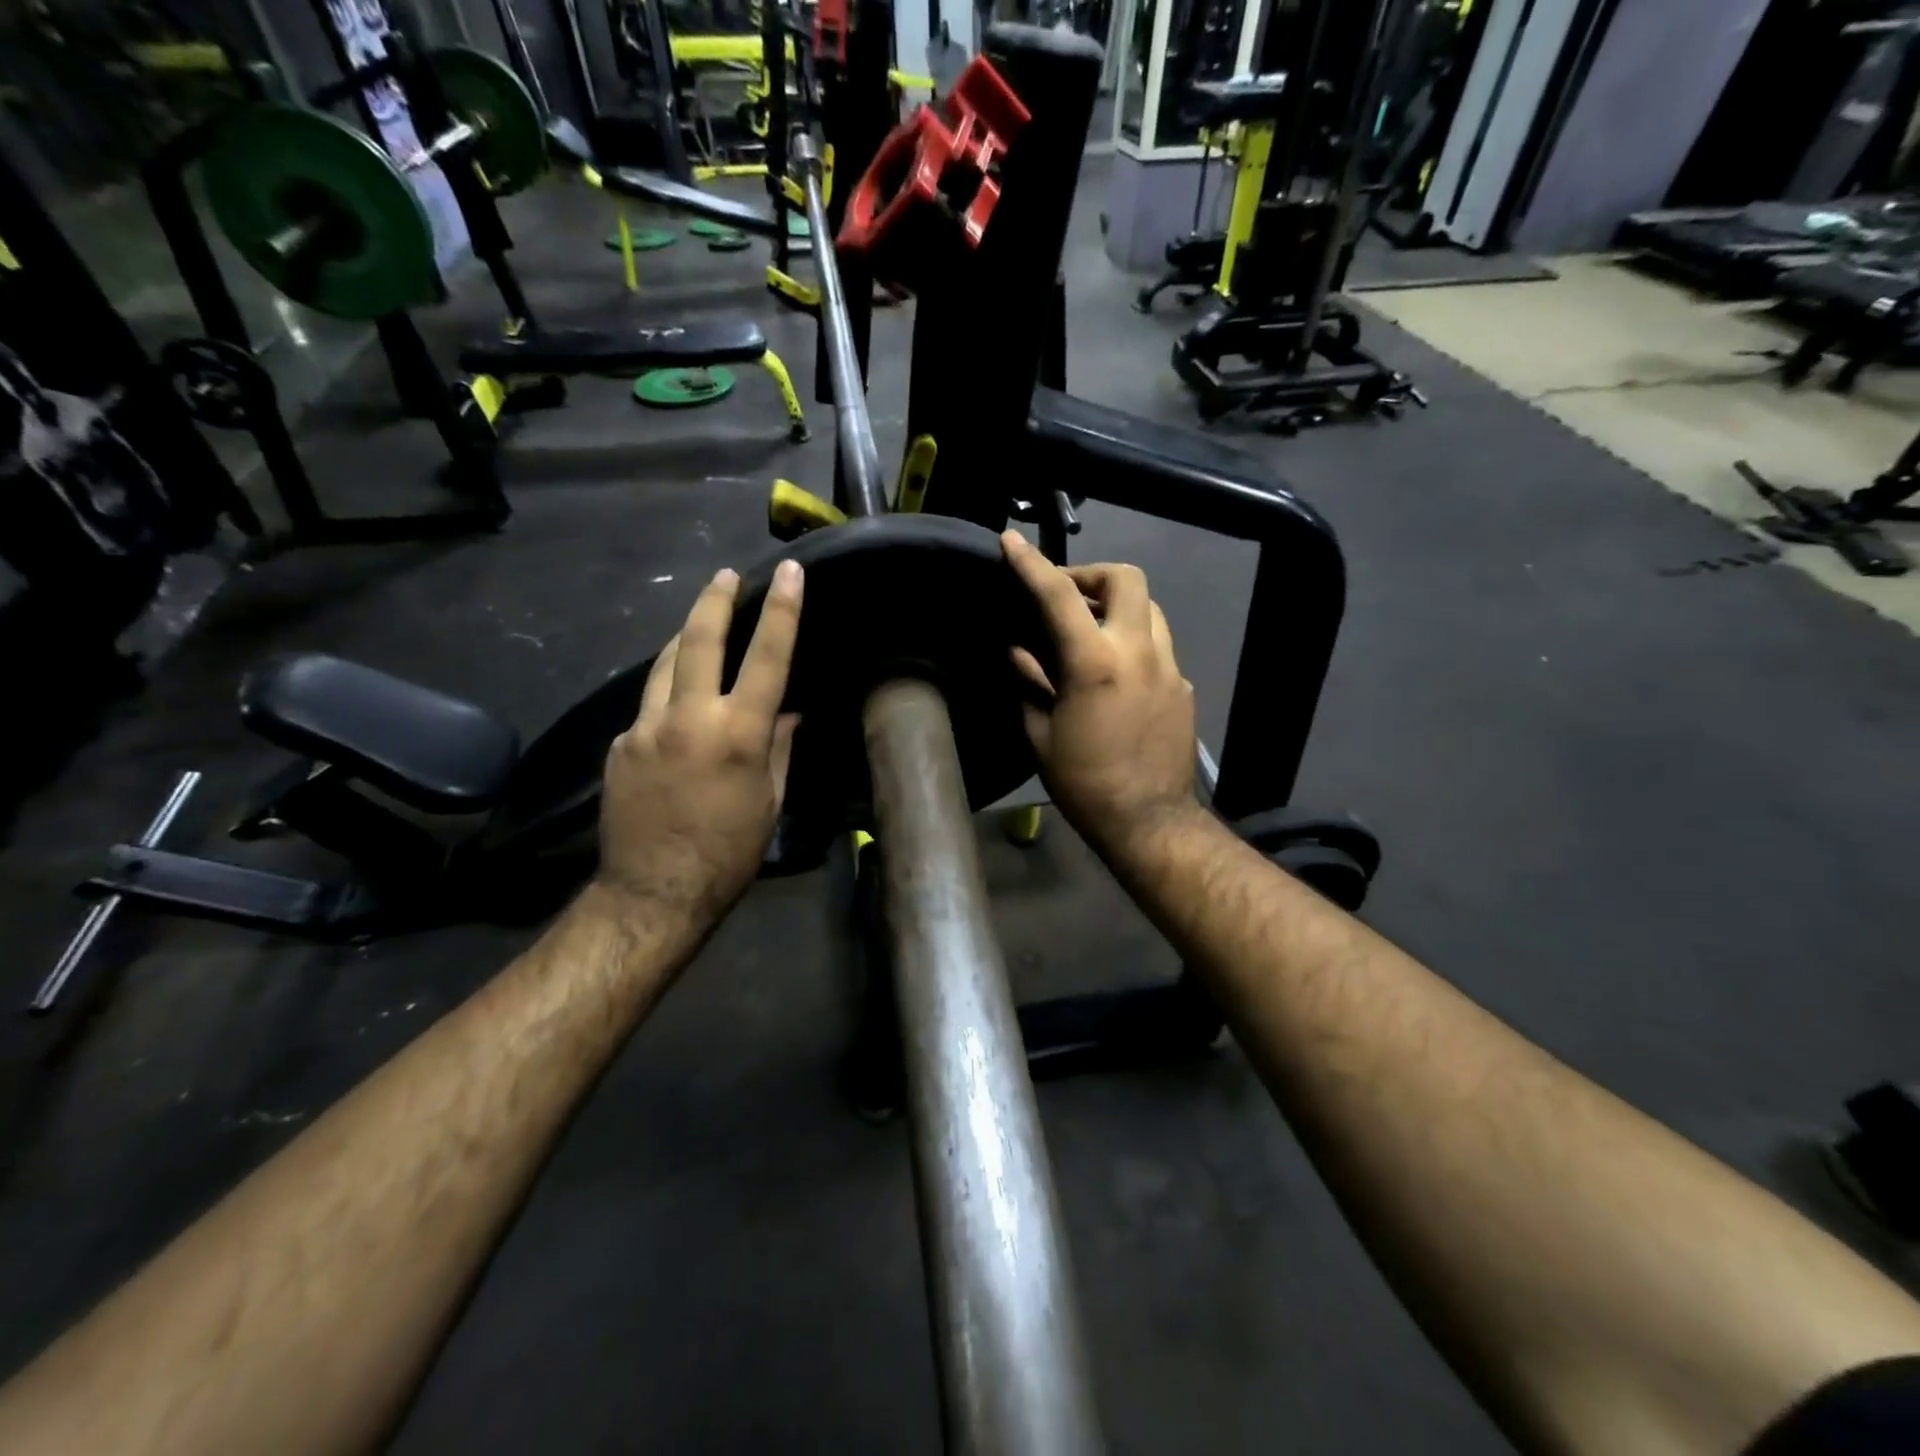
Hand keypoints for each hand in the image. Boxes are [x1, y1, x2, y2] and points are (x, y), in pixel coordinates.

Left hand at [596, 561, 803, 929]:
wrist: (654, 891)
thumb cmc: (729, 851)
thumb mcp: (769, 800)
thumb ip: (778, 747)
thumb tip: (786, 712)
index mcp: (739, 734)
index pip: (767, 657)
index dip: (782, 610)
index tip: (789, 572)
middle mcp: (689, 719)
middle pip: (699, 640)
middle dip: (715, 600)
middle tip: (725, 575)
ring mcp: (645, 728)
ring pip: (663, 664)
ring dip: (683, 639)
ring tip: (699, 626)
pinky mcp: (619, 745)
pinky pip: (648, 706)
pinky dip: (667, 694)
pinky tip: (677, 708)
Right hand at [1001, 531, 1200, 859]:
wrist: (1149, 821)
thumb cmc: (1084, 783)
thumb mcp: (1041, 735)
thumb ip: (1028, 683)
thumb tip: (1017, 652)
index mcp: (1095, 662)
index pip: (1059, 595)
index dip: (1031, 563)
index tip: (1011, 542)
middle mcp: (1139, 652)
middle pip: (1126, 579)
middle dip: (1091, 574)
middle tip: (1065, 597)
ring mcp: (1169, 667)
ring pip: (1149, 608)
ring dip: (1116, 606)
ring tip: (1089, 631)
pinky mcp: (1182, 686)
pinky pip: (1157, 645)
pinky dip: (1132, 642)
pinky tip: (1113, 673)